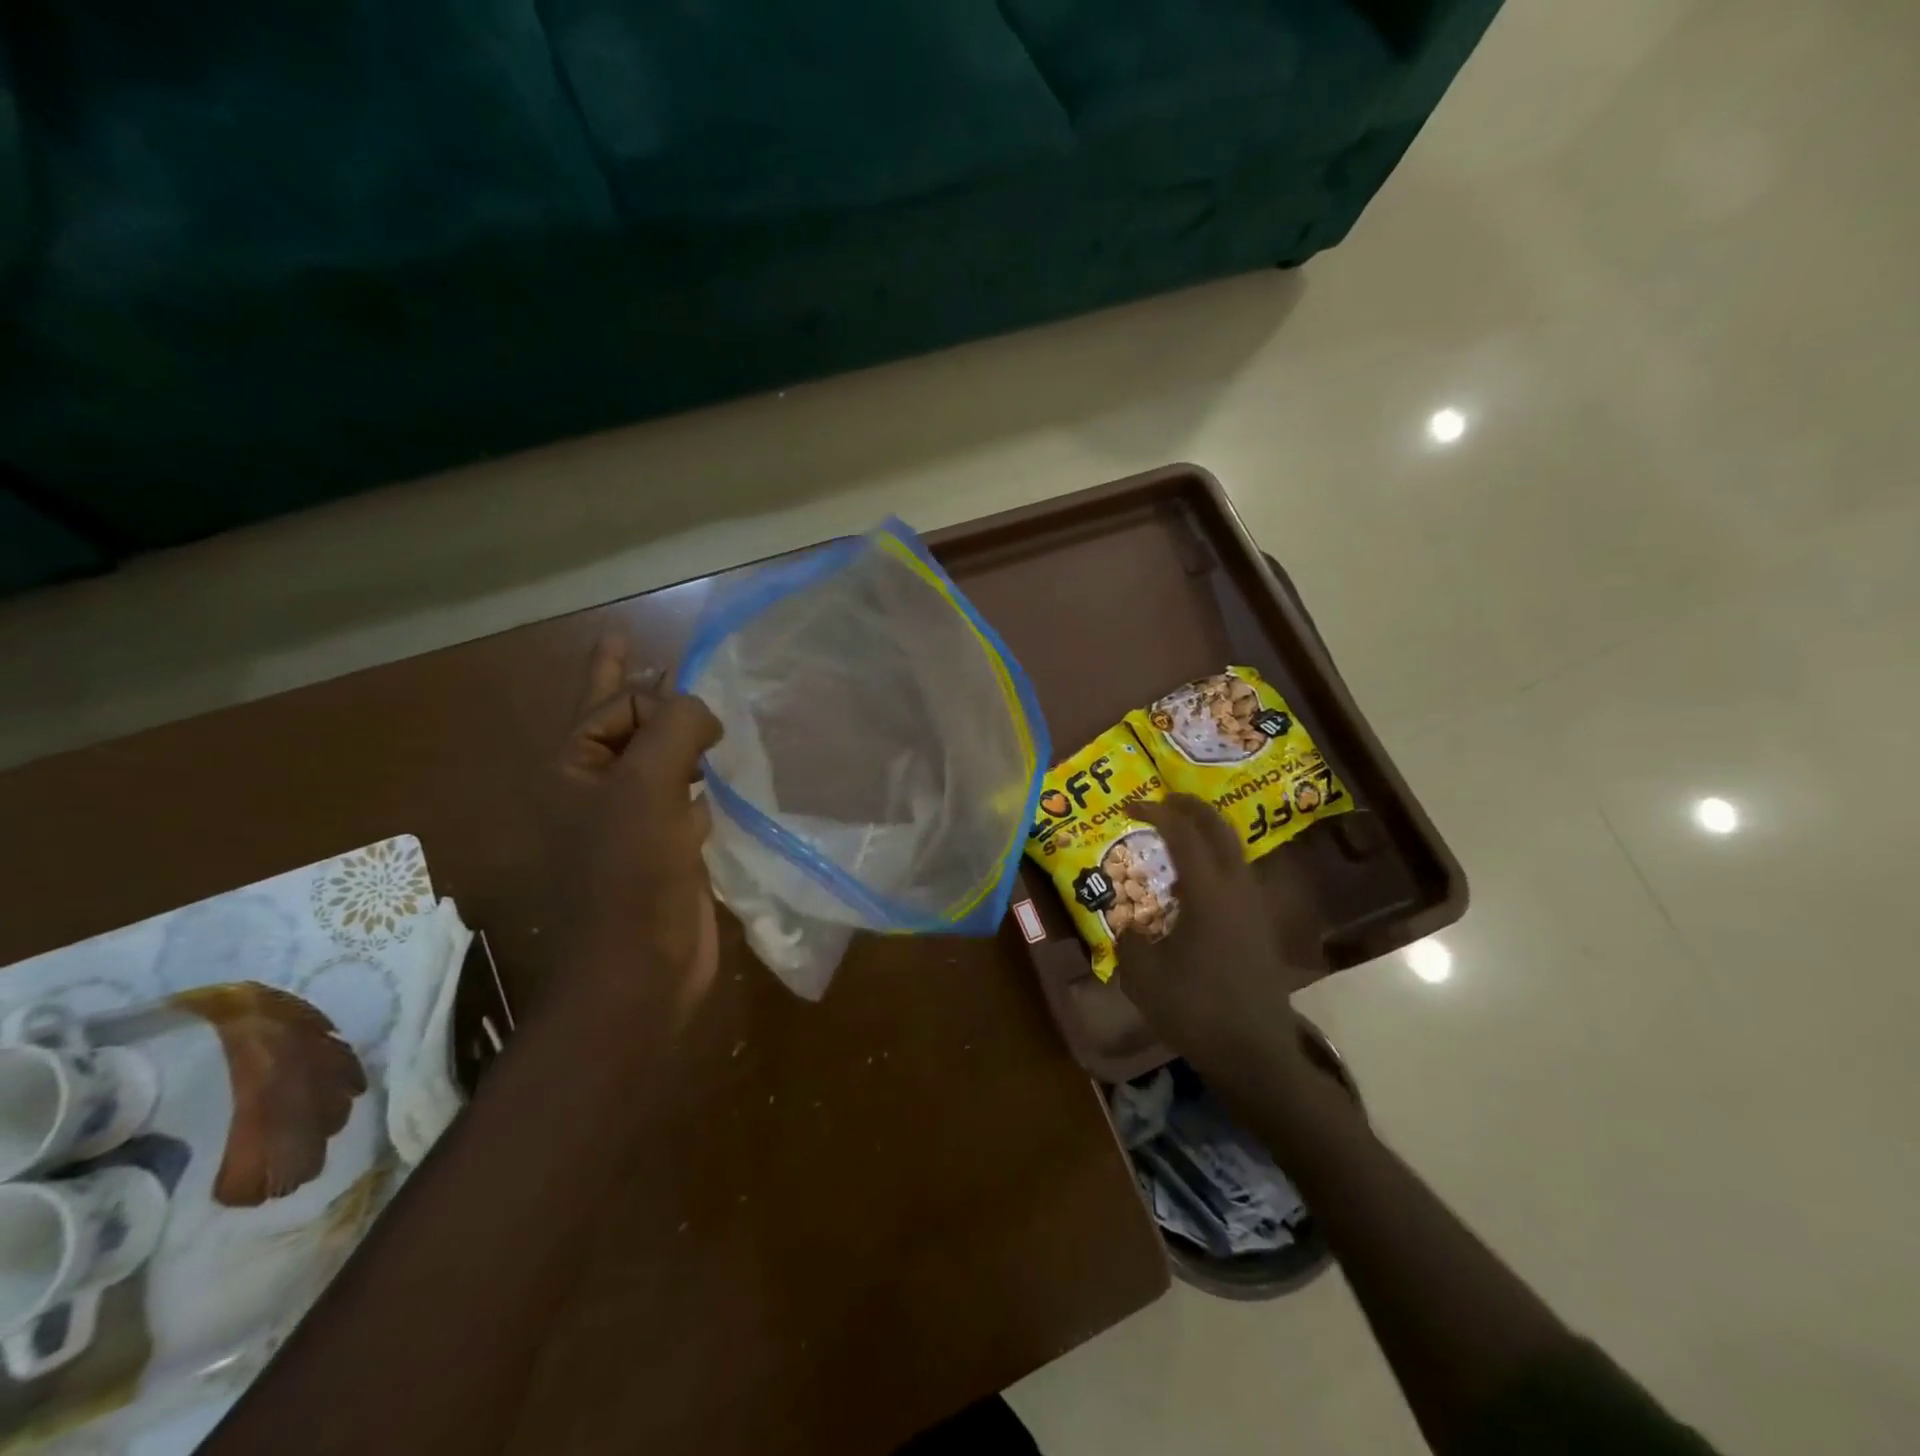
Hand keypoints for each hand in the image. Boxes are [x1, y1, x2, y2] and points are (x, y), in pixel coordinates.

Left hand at [549, 631, 723, 1021]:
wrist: (640, 970)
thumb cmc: (632, 875)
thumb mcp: (647, 786)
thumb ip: (675, 727)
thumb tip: (703, 712)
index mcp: (574, 768)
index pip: (616, 701)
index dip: (657, 697)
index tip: (700, 724)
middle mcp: (597, 789)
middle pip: (618, 721)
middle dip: (631, 686)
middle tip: (626, 642)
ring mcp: (631, 821)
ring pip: (655, 760)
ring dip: (673, 736)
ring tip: (696, 713)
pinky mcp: (664, 849)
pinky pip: (682, 798)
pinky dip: (697, 783)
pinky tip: (715, 781)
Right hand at [1114, 795, 1315, 1086]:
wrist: (1253, 1054)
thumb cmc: (1194, 1010)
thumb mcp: (1142, 974)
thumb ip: (1130, 936)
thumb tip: (1129, 921)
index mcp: (1208, 893)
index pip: (1184, 834)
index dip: (1157, 812)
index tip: (1131, 807)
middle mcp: (1237, 889)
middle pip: (1219, 829)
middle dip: (1191, 808)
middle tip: (1162, 801)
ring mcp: (1255, 908)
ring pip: (1234, 851)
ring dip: (1206, 834)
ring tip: (1175, 838)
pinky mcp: (1261, 927)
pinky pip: (1237, 876)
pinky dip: (1214, 862)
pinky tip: (1191, 886)